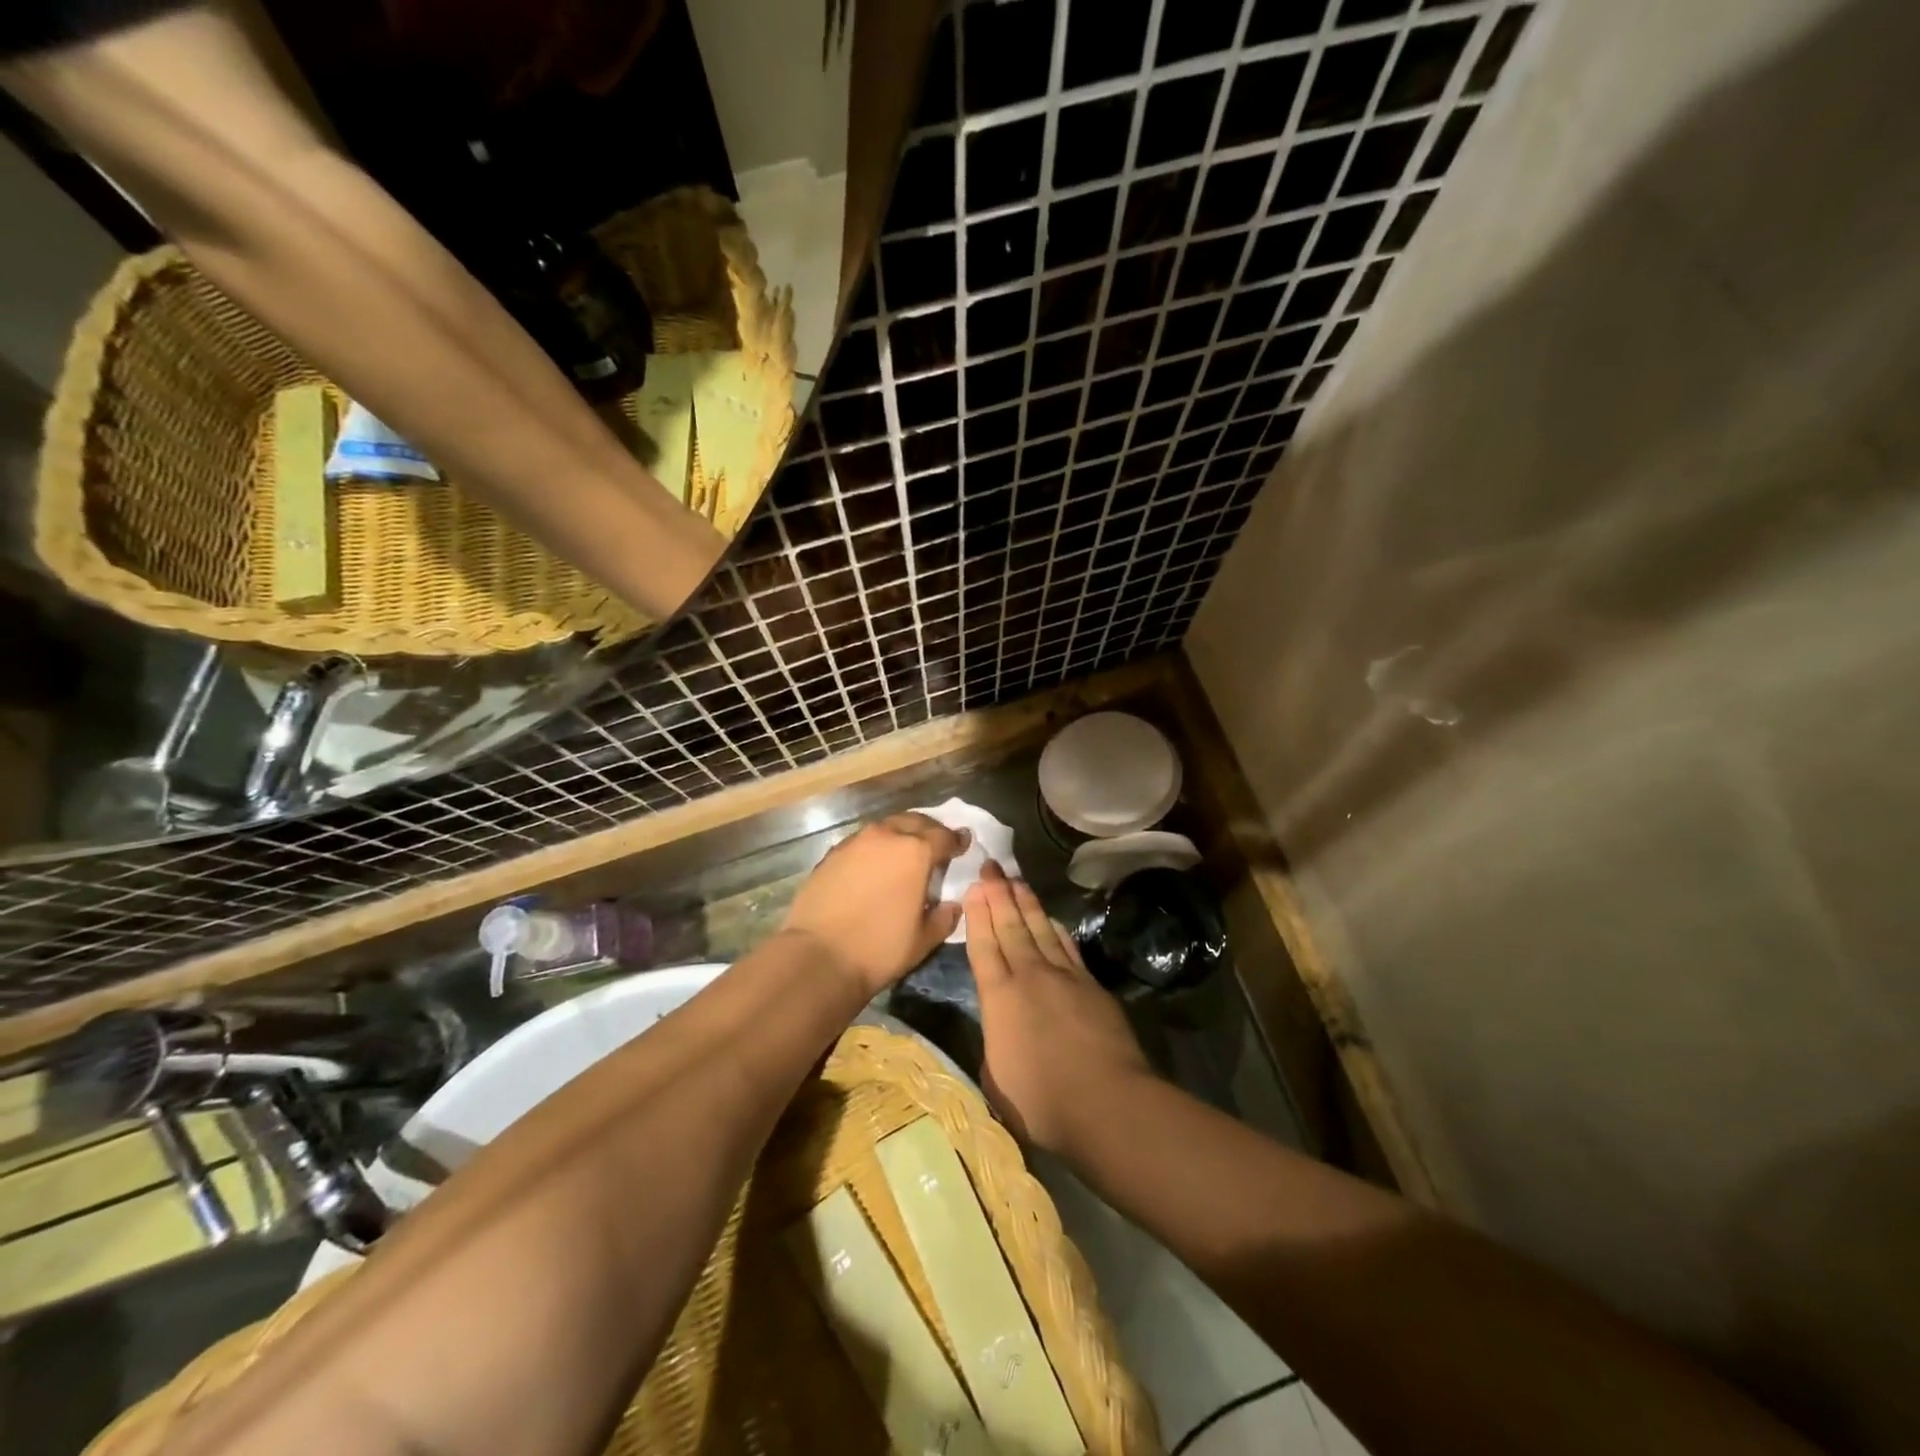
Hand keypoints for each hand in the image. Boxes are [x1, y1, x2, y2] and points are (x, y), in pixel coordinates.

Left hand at [781, 814, 969, 996]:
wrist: (818, 956)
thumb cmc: (879, 949)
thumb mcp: (923, 940)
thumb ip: (944, 917)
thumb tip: (952, 905)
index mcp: (915, 852)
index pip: (943, 836)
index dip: (957, 841)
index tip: (963, 844)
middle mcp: (885, 837)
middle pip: (914, 822)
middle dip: (929, 830)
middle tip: (936, 844)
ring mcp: (854, 842)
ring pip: (886, 827)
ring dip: (900, 835)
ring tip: (905, 852)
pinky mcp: (831, 854)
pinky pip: (862, 842)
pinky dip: (875, 847)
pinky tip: (874, 865)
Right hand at [965, 862, 1152, 1154]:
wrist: (1105, 1100)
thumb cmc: (1040, 1101)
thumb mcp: (996, 1077)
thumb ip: (994, 1043)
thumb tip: (999, 1027)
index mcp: (998, 998)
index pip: (983, 946)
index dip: (978, 915)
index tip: (974, 888)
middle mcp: (1028, 976)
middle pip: (1011, 926)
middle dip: (999, 894)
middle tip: (992, 867)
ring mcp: (1063, 976)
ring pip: (1040, 929)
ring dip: (1026, 903)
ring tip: (1016, 881)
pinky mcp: (1091, 984)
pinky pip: (1067, 946)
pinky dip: (1056, 928)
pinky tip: (1050, 918)